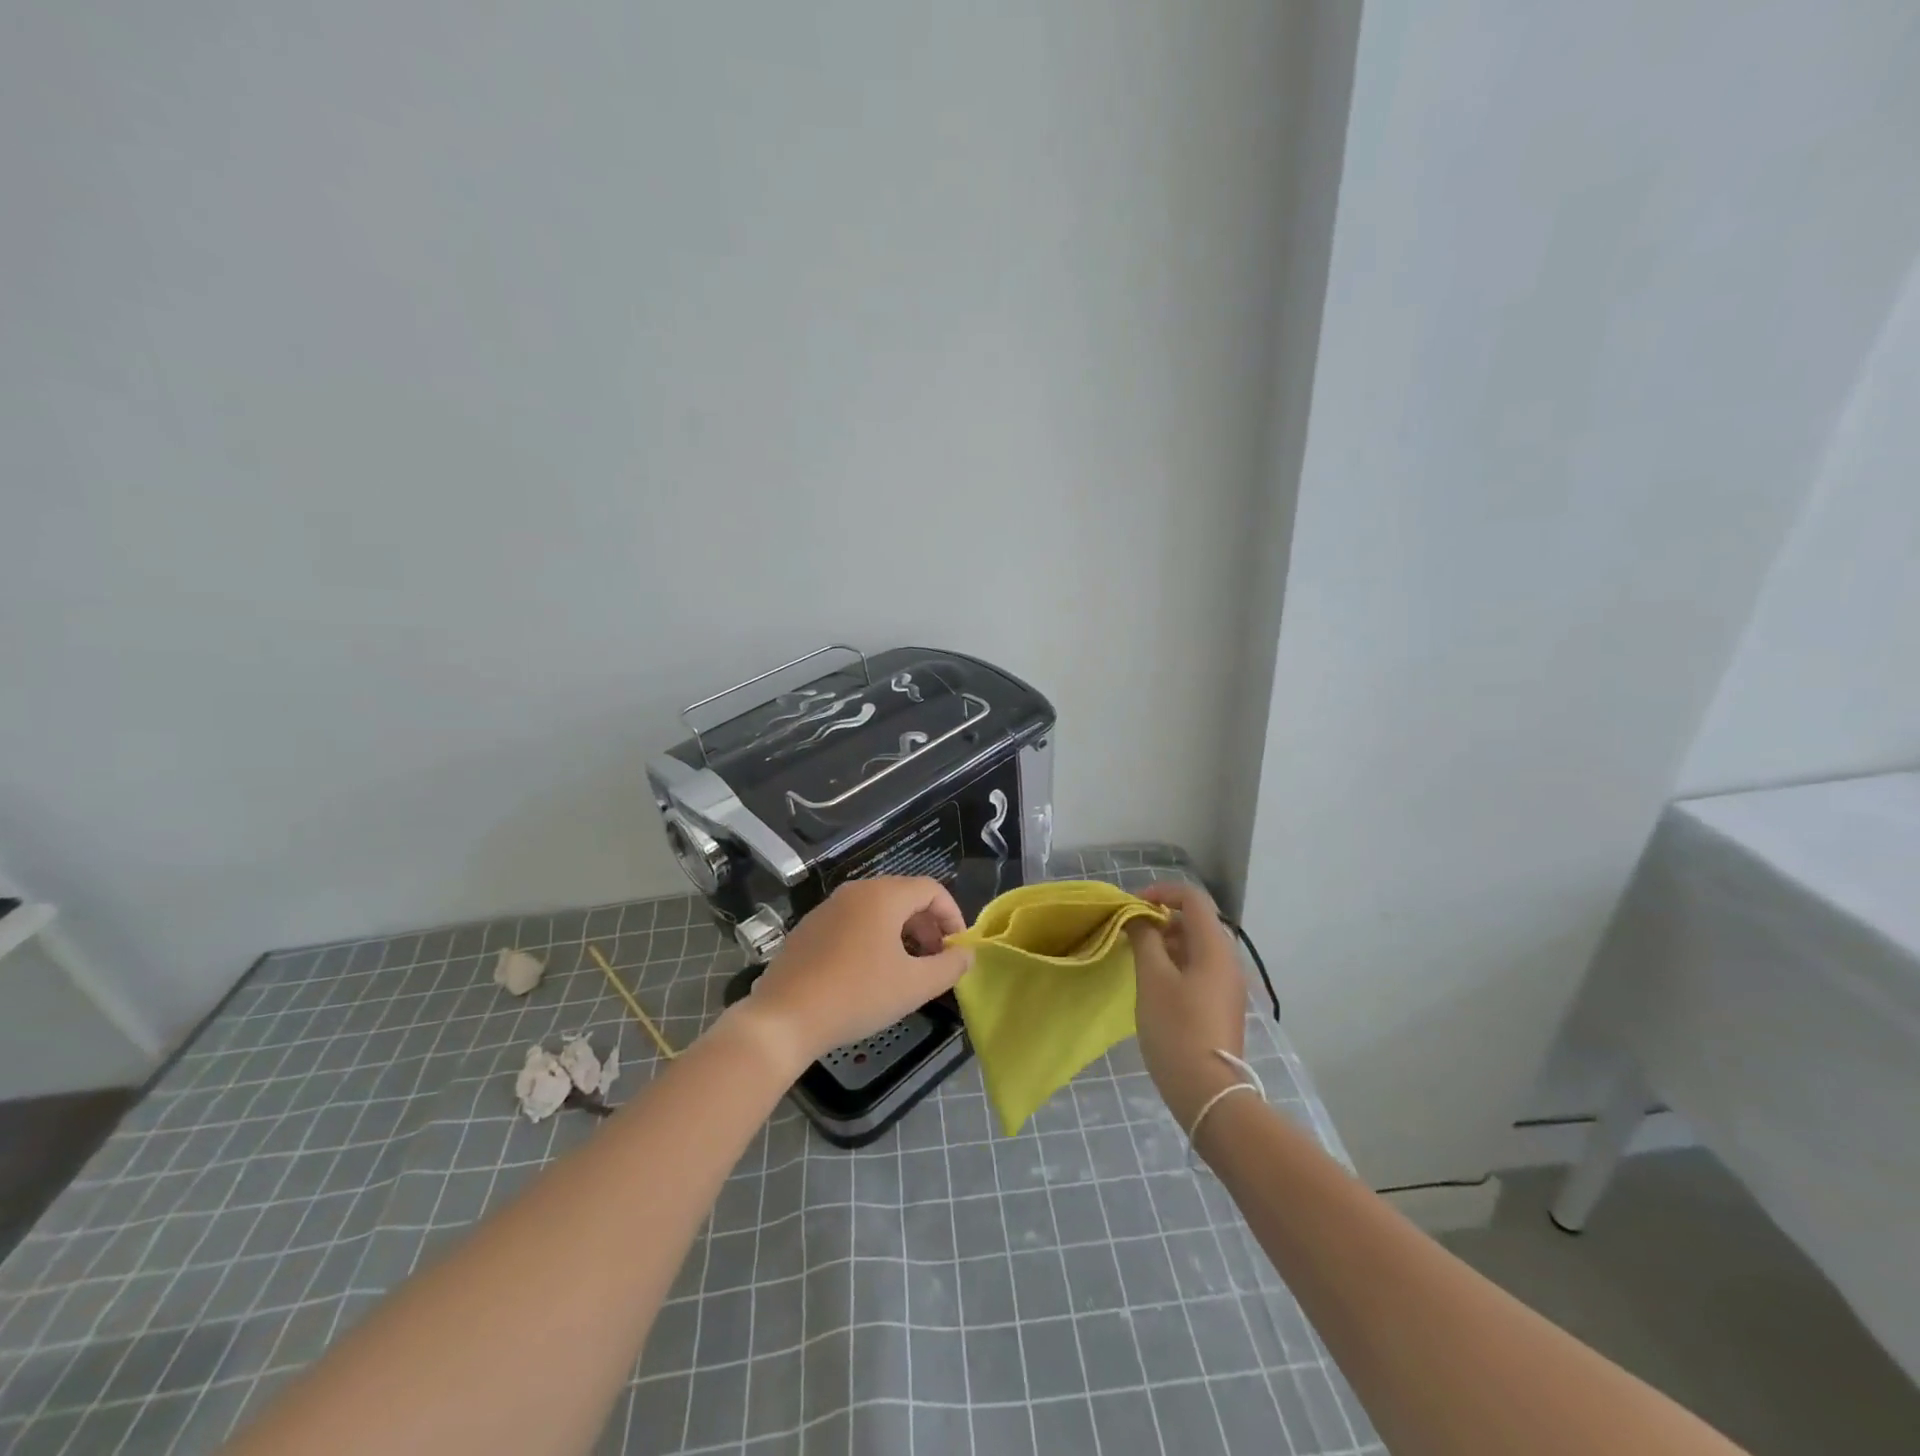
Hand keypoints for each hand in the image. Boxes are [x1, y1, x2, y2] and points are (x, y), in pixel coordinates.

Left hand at [725, 877, 971, 1072]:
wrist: (784, 1018)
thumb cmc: (858, 996)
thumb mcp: (914, 986)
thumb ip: (949, 967)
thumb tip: (966, 955)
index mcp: (883, 895)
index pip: (931, 889)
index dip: (952, 916)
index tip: (958, 949)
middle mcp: (856, 891)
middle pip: (905, 896)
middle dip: (928, 926)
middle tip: (935, 962)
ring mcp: (828, 907)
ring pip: (878, 910)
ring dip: (901, 933)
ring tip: (906, 970)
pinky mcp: (809, 927)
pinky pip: (853, 922)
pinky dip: (873, 938)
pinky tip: (869, 974)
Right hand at [1127, 881, 1248, 1129]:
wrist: (1209, 1092)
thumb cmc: (1176, 1028)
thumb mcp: (1152, 978)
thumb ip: (1144, 939)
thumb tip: (1138, 918)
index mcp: (1214, 947)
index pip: (1192, 898)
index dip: (1161, 892)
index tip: (1132, 906)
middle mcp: (1228, 959)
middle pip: (1196, 921)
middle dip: (1161, 919)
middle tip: (1130, 934)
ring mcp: (1228, 984)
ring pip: (1197, 946)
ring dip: (1167, 942)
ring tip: (1138, 959)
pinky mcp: (1223, 1005)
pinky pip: (1200, 968)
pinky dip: (1177, 963)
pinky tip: (1155, 984)